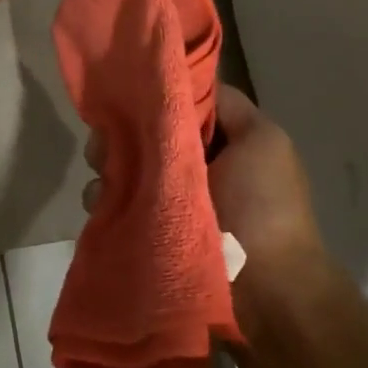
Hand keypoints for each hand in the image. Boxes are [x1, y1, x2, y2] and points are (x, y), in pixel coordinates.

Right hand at [82, 83, 338, 322]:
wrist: (265, 290)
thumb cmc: (264, 205)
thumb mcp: (263, 140)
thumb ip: (228, 105)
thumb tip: (187, 78)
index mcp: (219, 142)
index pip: (176, 106)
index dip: (153, 96)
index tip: (126, 93)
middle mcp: (190, 167)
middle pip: (142, 136)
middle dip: (121, 135)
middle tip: (105, 145)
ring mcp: (167, 202)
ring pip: (123, 169)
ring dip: (108, 168)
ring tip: (105, 182)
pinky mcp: (147, 231)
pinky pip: (115, 205)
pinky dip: (105, 201)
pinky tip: (102, 205)